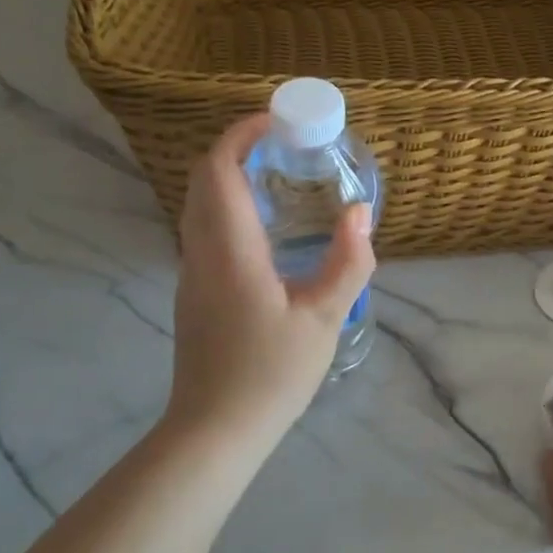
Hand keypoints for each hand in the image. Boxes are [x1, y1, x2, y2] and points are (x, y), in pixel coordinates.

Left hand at [165, 113, 375, 451]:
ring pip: (201, 204)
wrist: (216, 430)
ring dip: (232, 177)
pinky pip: (205, 228)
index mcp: (230, 250)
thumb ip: (348, 260)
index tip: (276, 121)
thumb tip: (360, 212)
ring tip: (281, 176)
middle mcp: (201, 251)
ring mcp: (192, 272)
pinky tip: (268, 225)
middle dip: (238, 149)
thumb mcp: (324, 317)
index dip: (240, 135)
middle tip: (285, 144)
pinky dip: (230, 205)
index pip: (219, 170)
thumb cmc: (271, 373)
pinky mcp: (195, 291)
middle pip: (204, 180)